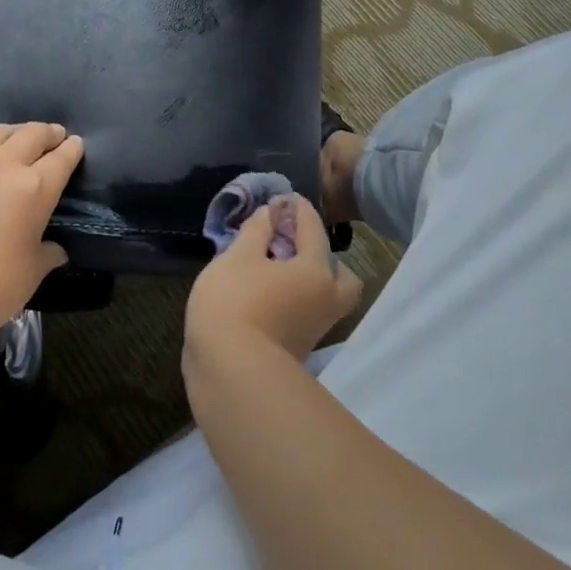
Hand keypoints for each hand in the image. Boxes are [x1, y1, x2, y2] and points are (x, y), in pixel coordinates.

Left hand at [0, 122, 84, 338]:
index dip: (72, 149)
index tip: (76, 144)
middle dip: (47, 133)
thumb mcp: (35, 268)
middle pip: (30, 135)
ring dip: (13, 133)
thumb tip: (54, 248)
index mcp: (34, 188)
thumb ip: (49, 250)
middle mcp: (1, 168)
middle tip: (53, 136)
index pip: (61, 158)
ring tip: (19, 139)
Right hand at [185, 194, 362, 365]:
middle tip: (295, 248)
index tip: (288, 198)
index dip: (299, 210)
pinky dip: (294, 300)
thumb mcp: (237, 257)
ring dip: (308, 282)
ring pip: (324, 298)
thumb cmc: (234, 303)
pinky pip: (305, 314)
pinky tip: (267, 294)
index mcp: (316, 271)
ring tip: (276, 270)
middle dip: (324, 258)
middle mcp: (325, 300)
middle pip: (341, 276)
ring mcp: (314, 330)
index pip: (313, 230)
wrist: (229, 371)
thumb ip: (255, 231)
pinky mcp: (298, 350)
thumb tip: (270, 214)